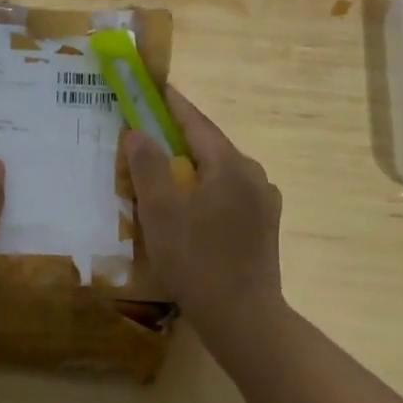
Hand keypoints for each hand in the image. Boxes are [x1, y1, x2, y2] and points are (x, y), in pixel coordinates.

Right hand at [123, 88, 283, 333]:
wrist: (243, 317)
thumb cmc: (196, 259)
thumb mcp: (161, 211)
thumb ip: (148, 166)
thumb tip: (138, 132)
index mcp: (230, 165)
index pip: (196, 122)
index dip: (171, 103)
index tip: (153, 86)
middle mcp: (253, 175)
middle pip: (210, 146)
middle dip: (178, 137)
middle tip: (147, 132)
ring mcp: (263, 201)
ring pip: (220, 172)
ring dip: (192, 166)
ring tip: (163, 173)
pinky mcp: (264, 225)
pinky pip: (229, 194)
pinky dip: (206, 190)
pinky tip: (190, 208)